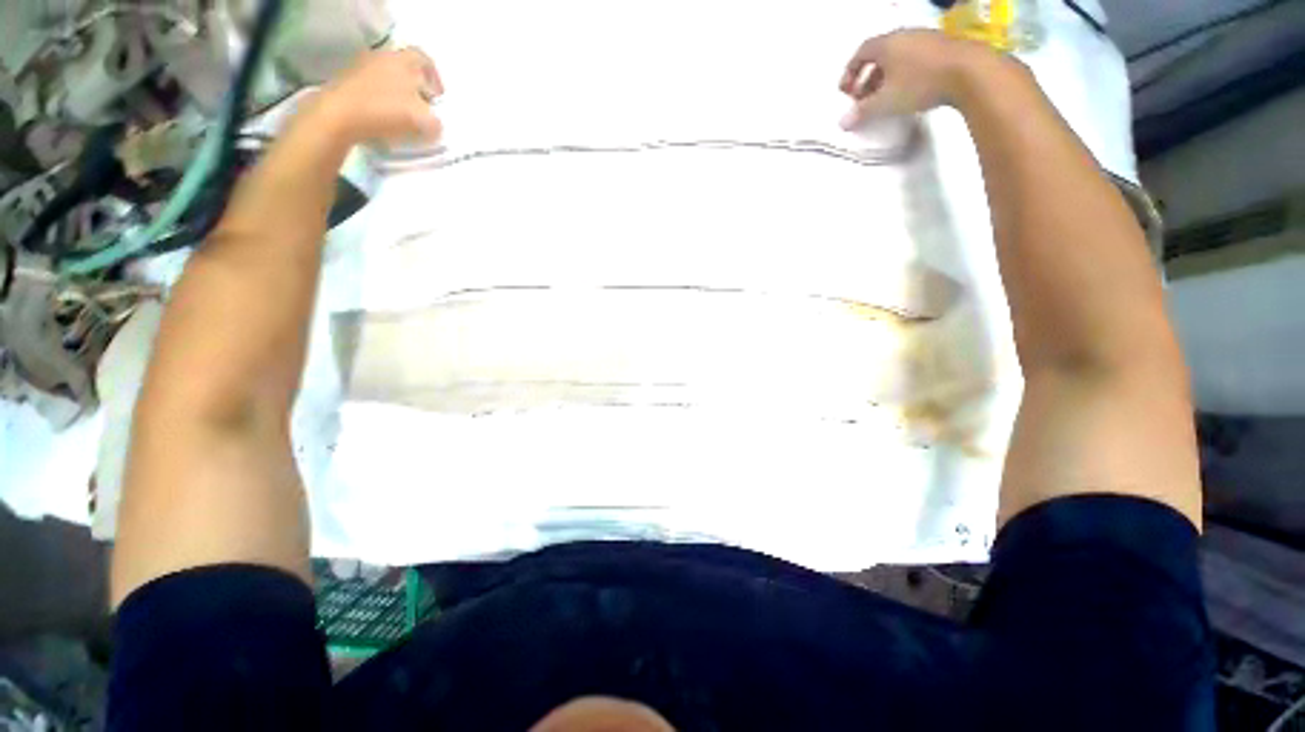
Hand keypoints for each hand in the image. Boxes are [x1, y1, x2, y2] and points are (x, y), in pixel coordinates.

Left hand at [309, 47, 443, 145]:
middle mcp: (381, 57)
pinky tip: (383, 117)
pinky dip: (381, 100)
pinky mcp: (347, 81)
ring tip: (403, 115)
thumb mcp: (423, 122)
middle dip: (416, 87)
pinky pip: (372, 87)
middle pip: (405, 68)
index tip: (438, 97)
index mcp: (402, 61)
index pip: (425, 59)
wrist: (337, 115)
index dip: (435, 78)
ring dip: (398, 94)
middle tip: (422, 107)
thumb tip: (435, 123)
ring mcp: (361, 67)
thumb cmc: (385, 112)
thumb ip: (436, 122)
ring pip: (388, 77)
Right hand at [838, 30, 994, 128]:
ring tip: (883, 97)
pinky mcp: (942, 49)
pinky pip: (914, 60)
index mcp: (887, 44)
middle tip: (862, 98)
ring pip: (897, 58)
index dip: (850, 72)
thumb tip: (842, 123)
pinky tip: (906, 91)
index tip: (845, 91)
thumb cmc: (919, 83)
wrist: (969, 72)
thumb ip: (862, 112)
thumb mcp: (885, 102)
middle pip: (879, 55)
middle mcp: (904, 36)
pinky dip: (903, 74)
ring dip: (885, 77)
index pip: (861, 53)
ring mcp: (925, 40)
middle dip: (867, 77)